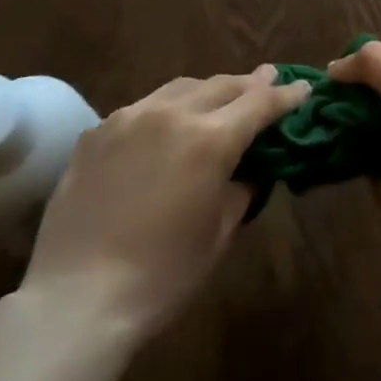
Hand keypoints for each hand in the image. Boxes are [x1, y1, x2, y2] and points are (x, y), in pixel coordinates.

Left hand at [20, 66, 309, 338]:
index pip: (259, 104)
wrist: (77, 298)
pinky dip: (165, 110)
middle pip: (221, 85)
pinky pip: (141, 108)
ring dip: (207, 91)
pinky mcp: (96, 133)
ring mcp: (128, 118)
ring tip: (219, 100)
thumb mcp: (219, 233)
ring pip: (180, 88)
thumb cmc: (162, 275)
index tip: (303, 88)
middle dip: (249, 84)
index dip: (286, 95)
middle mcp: (170, 114)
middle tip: (267, 82)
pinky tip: (165, 129)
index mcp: (209, 139)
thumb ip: (240, 189)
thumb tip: (248, 170)